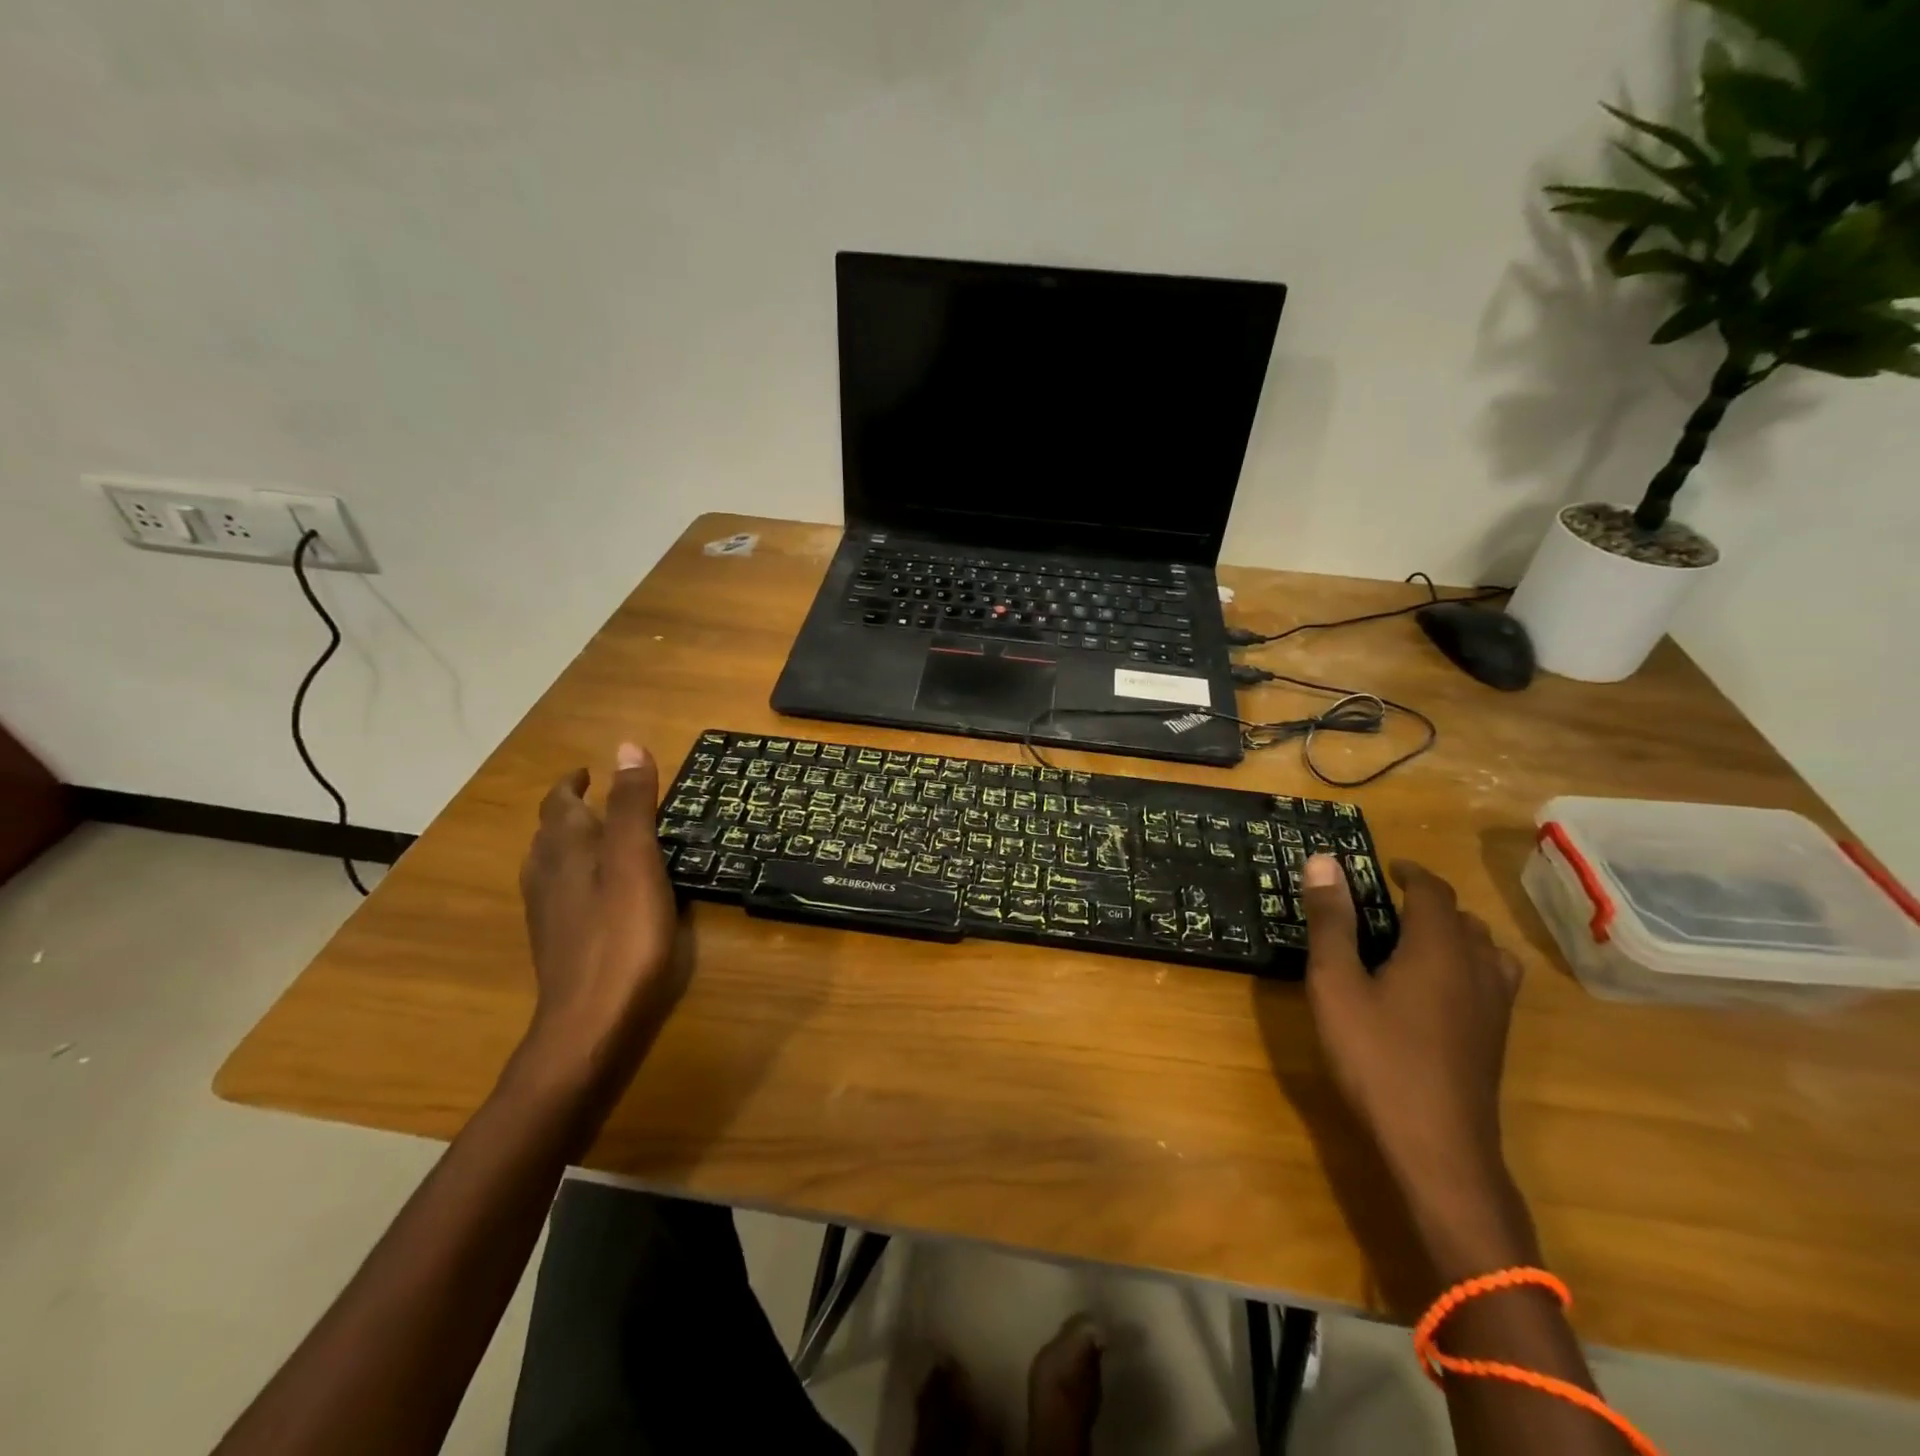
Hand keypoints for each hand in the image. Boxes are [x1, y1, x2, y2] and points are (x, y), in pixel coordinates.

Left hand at [516, 743, 685, 1096]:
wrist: (589, 1020)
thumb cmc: (622, 934)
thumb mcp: (637, 861)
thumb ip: (633, 806)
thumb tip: (626, 746)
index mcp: (566, 849)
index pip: (561, 803)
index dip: (574, 783)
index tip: (590, 770)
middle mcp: (547, 873)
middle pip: (551, 831)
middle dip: (571, 810)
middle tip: (600, 799)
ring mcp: (548, 911)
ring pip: (550, 863)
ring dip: (569, 841)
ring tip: (597, 837)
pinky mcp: (557, 940)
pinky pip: (559, 891)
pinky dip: (575, 874)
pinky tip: (596, 891)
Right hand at [1300, 855, 1522, 1212]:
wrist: (1437, 1146)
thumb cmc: (1377, 1056)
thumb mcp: (1336, 984)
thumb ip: (1331, 921)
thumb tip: (1324, 861)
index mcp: (1439, 947)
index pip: (1434, 891)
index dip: (1410, 872)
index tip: (1384, 867)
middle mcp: (1477, 968)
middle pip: (1463, 918)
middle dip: (1428, 903)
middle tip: (1386, 905)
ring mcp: (1494, 1007)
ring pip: (1485, 950)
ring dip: (1453, 934)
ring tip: (1415, 941)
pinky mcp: (1495, 1038)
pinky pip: (1490, 980)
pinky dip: (1466, 965)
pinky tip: (1436, 990)